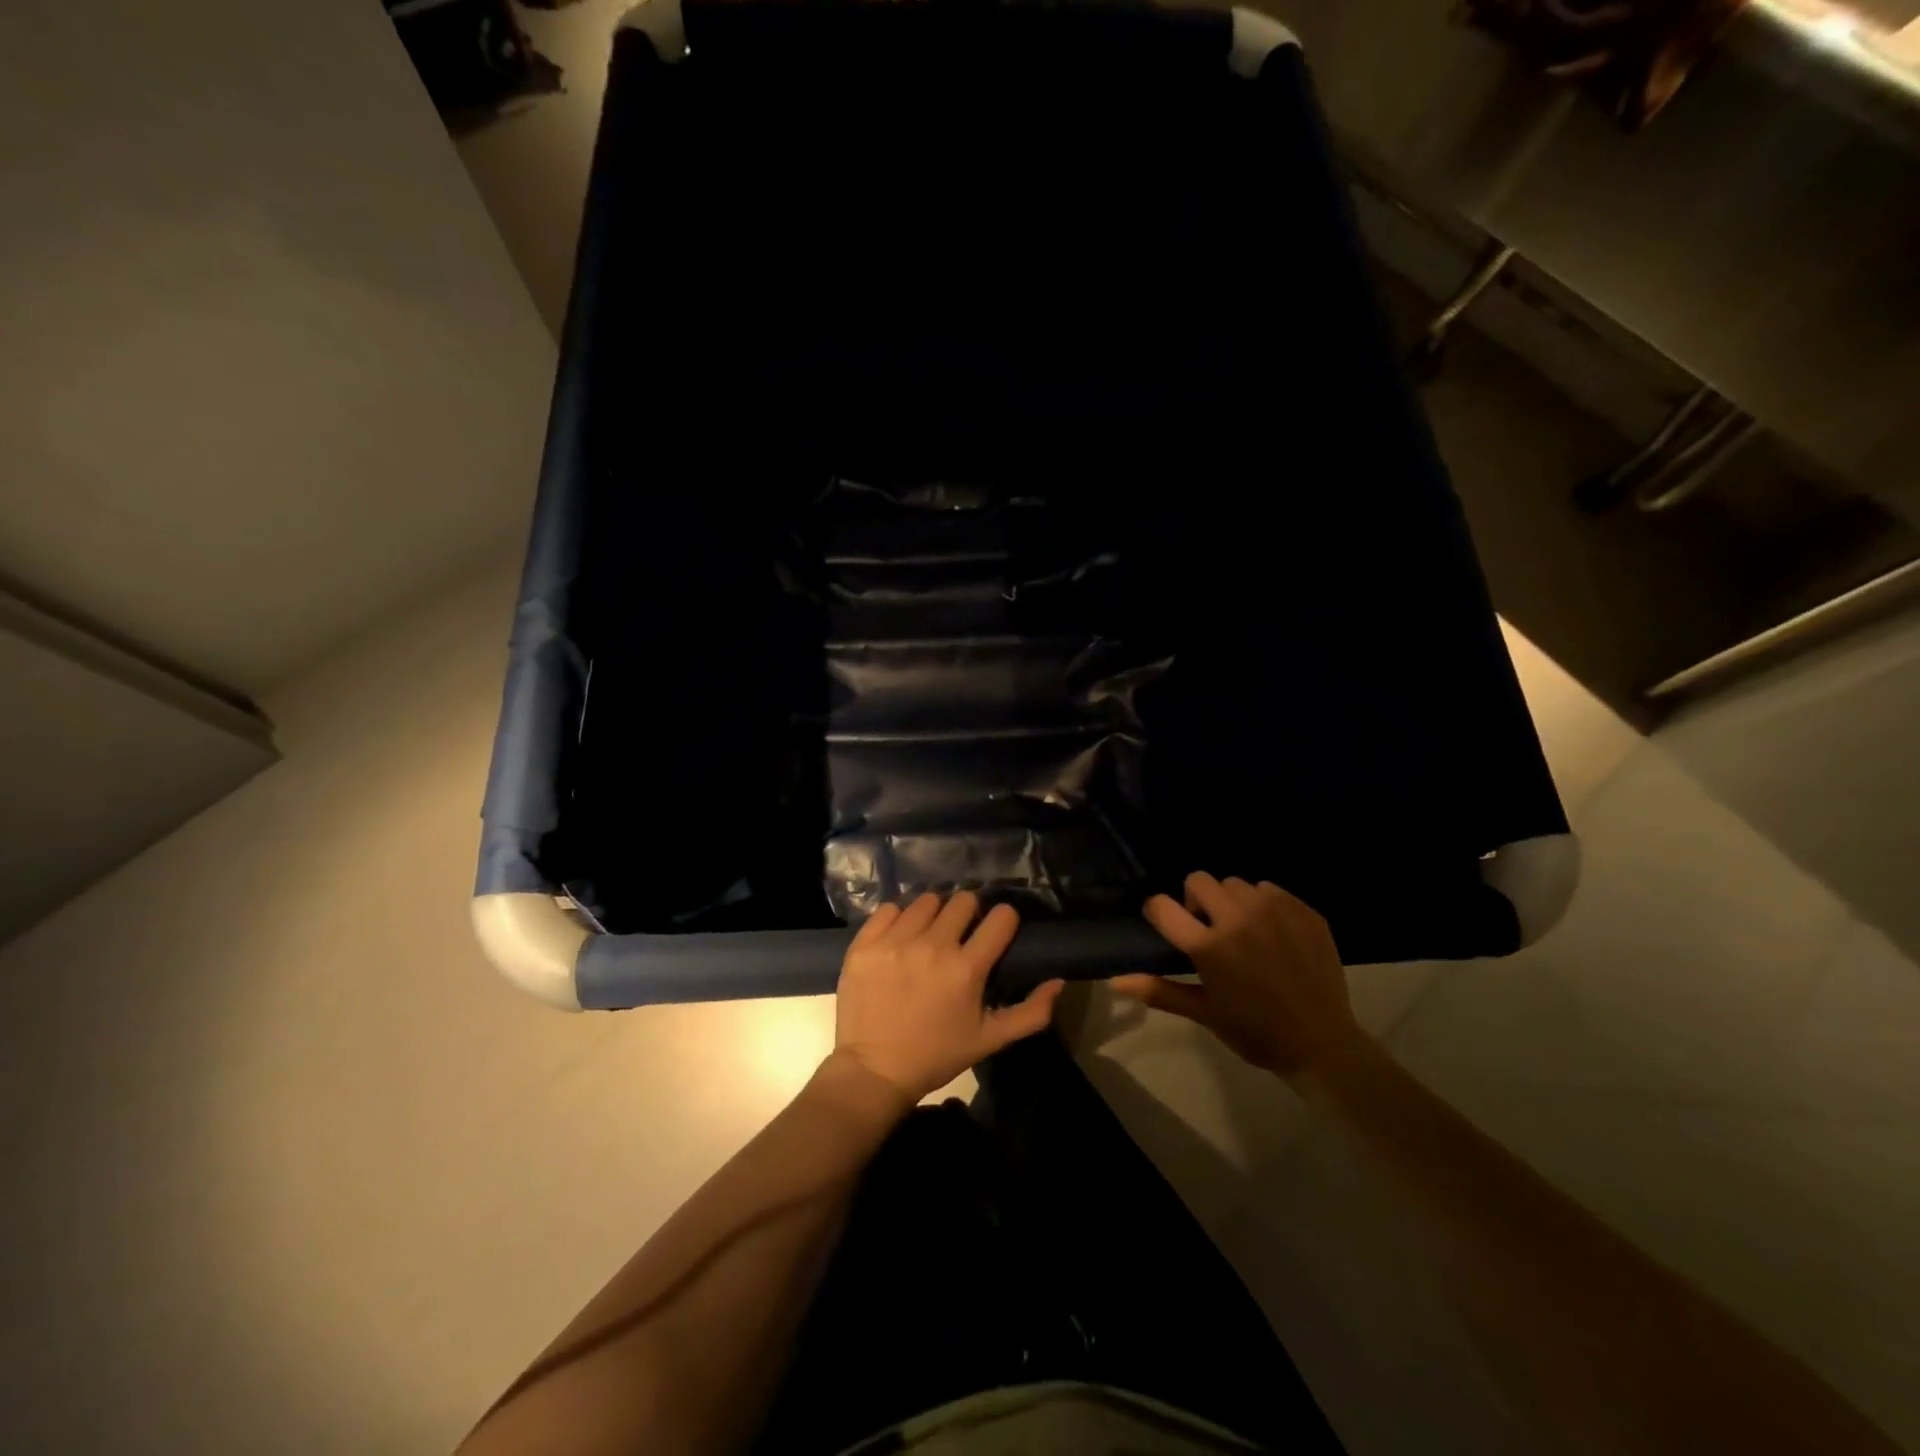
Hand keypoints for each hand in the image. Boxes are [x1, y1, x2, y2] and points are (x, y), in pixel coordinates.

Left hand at [832, 892, 1064, 1102]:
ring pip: (926, 901)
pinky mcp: (866, 943)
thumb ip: (1031, 1012)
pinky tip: (900, 937)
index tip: (998, 930)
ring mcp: (895, 941)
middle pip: (963, 901)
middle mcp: (932, 946)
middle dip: (969, 913)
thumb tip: (1058, 980)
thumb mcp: (989, 1040)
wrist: (874, 1071)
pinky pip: (889, 909)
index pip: (1000, 917)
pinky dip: (899, 918)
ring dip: (934, 913)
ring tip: (929, 933)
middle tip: (962, 933)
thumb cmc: (936, 1055)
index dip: (1004, 920)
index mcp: (967, 969)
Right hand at [1111, 871, 1361, 1080]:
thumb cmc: (1255, 1032)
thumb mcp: (1204, 1013)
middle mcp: (1238, 919)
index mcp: (1209, 946)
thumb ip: (1158, 991)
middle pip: (1199, 880)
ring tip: (1242, 929)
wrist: (1322, 1044)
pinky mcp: (1303, 911)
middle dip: (1195, 899)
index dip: (1157, 911)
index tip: (1165, 924)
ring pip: (1236, 883)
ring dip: (1230, 901)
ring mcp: (1274, 911)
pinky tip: (1273, 933)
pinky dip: (1264, 905)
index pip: (1163, 906)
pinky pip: (1271, 890)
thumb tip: (1114, 981)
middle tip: (1207, 928)